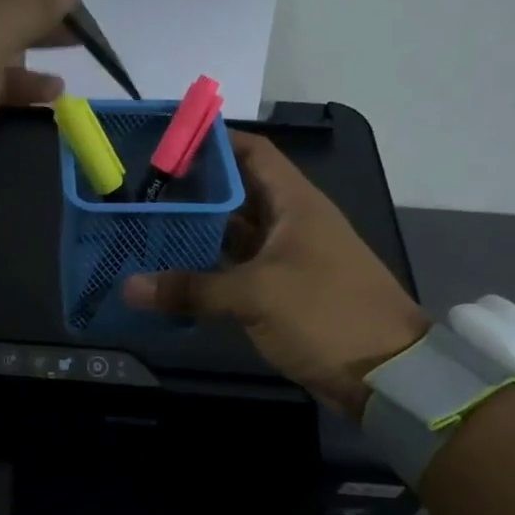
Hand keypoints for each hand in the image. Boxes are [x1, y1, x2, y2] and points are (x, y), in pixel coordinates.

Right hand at [123, 132, 429, 414]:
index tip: (165, 143)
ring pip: (233, 235)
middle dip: (192, 191)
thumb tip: (128, 286)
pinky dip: (206, 270)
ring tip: (146, 228)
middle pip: (235, 193)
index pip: (251, 152)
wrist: (385, 373)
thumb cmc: (326, 313)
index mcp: (294, 203)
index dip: (212, 142)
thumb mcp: (257, 295)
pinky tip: (170, 274)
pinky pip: (235, 270)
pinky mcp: (280, 292)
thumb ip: (191, 288)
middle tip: (140, 192)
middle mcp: (289, 222)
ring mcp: (285, 258)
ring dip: (196, 233)